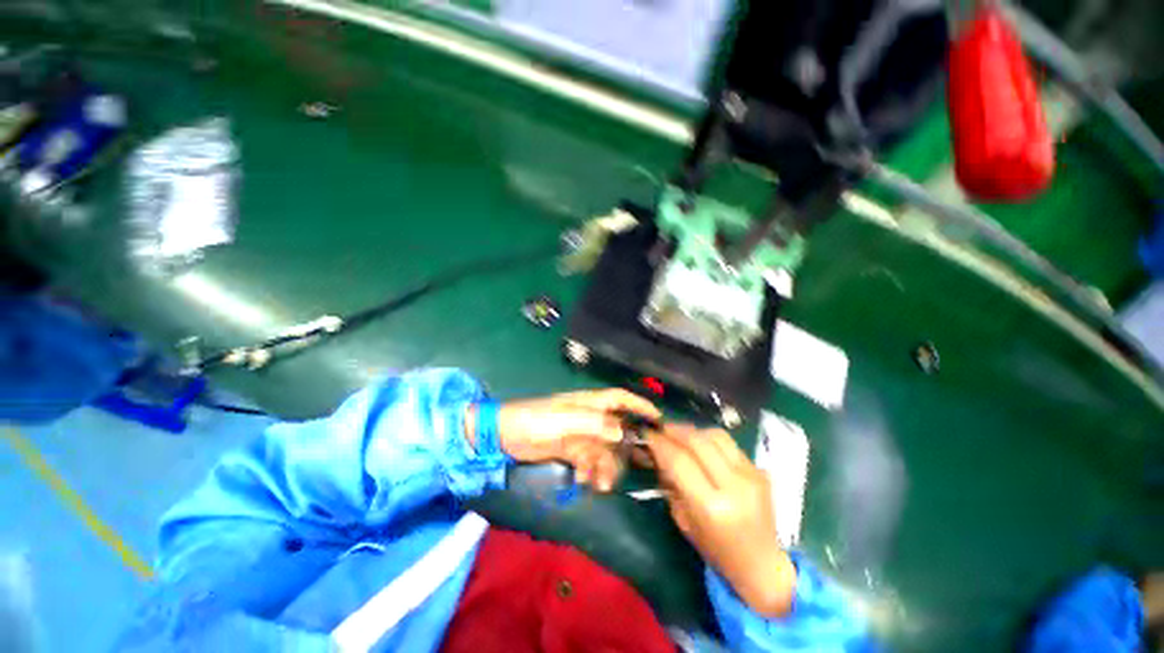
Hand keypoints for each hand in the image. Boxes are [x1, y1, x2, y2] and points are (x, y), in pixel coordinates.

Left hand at [475, 389, 659, 491]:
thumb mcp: (564, 419)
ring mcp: (580, 435)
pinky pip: (589, 463)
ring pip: (604, 451)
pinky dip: (590, 472)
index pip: (620, 398)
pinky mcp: (571, 451)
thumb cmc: (535, 420)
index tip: (658, 418)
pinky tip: (583, 481)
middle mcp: (588, 418)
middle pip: (617, 430)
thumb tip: (622, 431)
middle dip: (626, 447)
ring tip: (601, 484)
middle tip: (638, 466)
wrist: (504, 437)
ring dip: (606, 467)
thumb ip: (593, 423)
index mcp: (588, 403)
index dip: (639, 404)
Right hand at [647, 426, 796, 617]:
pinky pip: (729, 443)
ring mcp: (751, 475)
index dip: (660, 443)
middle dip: (674, 430)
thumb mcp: (683, 520)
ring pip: (715, 435)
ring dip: (692, 431)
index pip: (679, 461)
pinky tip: (701, 444)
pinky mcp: (760, 470)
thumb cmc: (716, 550)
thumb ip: (671, 483)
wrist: (763, 564)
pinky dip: (709, 439)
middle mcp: (734, 486)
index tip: (647, 434)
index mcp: (711, 507)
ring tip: (679, 434)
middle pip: (697, 441)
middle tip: (660, 428)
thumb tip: (658, 452)